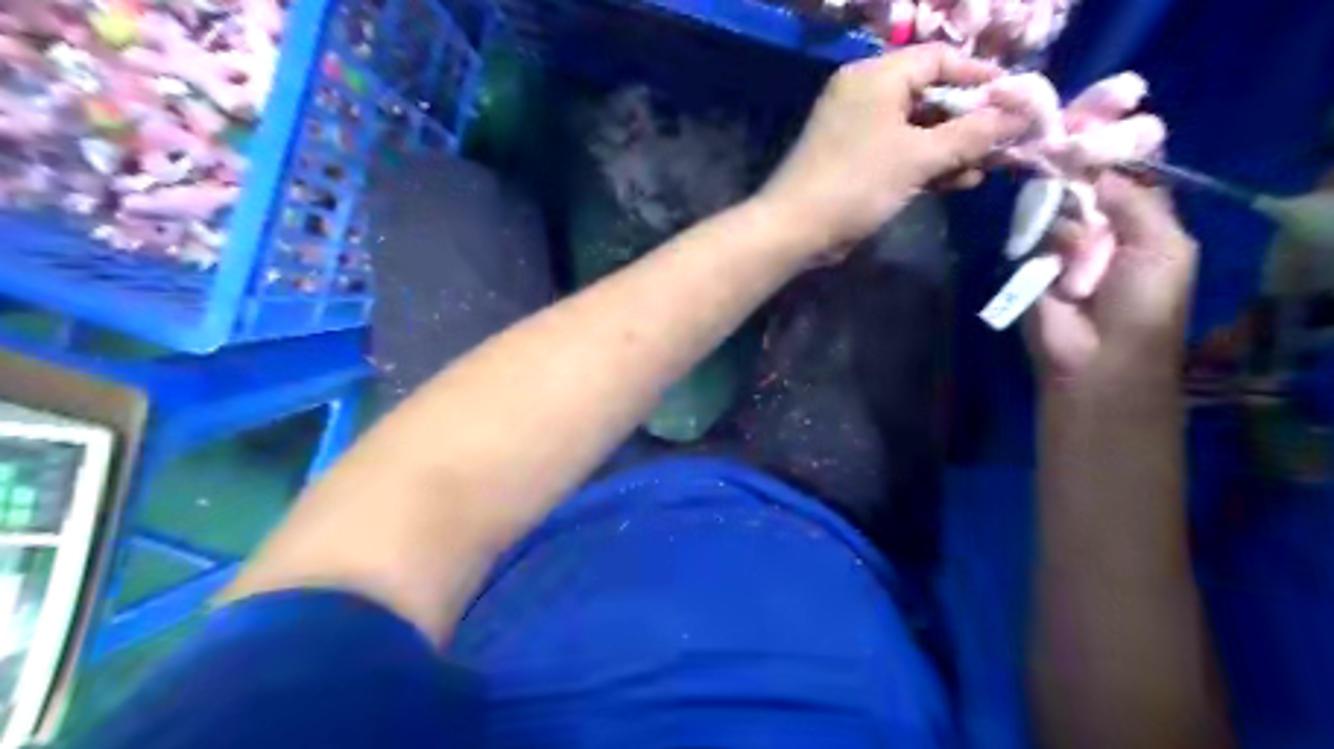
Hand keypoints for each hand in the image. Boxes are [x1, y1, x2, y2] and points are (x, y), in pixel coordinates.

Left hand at [755, 48, 1023, 257]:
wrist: (795, 229)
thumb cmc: (856, 183)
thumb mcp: (919, 157)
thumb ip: (972, 134)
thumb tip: (1021, 115)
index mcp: (876, 77)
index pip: (939, 59)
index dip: (980, 78)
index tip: (1016, 99)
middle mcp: (865, 95)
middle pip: (930, 96)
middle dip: (970, 121)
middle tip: (1006, 140)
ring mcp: (857, 130)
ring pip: (917, 129)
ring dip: (953, 147)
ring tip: (989, 167)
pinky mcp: (854, 161)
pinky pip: (900, 152)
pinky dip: (927, 164)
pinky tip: (959, 182)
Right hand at [1023, 173, 1205, 385]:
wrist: (1097, 355)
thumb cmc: (1145, 303)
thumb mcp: (1163, 245)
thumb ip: (1137, 201)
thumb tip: (1099, 166)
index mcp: (1141, 222)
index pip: (1125, 176)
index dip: (1112, 152)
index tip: (1092, 125)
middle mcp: (1101, 228)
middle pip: (1085, 185)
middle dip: (1078, 173)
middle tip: (1066, 154)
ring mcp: (1062, 245)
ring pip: (1056, 207)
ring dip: (1066, 220)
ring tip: (1077, 248)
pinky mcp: (1030, 263)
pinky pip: (1031, 234)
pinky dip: (1041, 238)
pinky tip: (1052, 255)